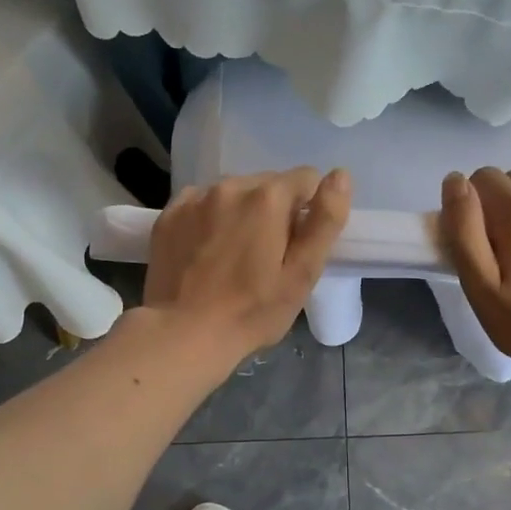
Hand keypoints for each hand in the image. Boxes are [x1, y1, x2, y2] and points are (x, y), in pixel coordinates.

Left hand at [143, 167, 350, 364]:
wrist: (184, 334)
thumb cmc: (253, 310)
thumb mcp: (302, 273)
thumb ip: (325, 221)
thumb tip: (341, 175)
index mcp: (268, 198)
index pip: (306, 179)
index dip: (309, 210)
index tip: (298, 245)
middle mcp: (231, 185)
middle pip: (268, 185)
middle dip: (275, 211)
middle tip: (268, 257)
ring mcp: (195, 198)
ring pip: (234, 193)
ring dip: (242, 213)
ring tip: (235, 256)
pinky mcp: (169, 214)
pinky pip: (201, 203)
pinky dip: (210, 219)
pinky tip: (206, 252)